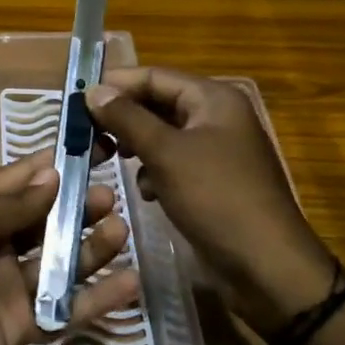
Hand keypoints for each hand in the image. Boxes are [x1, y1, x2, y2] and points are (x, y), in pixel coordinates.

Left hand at [0, 149, 140, 344]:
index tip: (92, 147)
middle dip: (77, 205)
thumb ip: (12, 206)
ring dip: (90, 245)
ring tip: (121, 229)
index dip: (54, 165)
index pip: (19, 180)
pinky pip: (65, 307)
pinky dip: (96, 297)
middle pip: (44, 219)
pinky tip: (129, 283)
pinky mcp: (23, 323)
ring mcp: (10, 284)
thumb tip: (52, 175)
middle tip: (112, 193)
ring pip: (59, 260)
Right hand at [86, 68, 333, 333]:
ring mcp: (216, 151)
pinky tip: (147, 192)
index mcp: (213, 99)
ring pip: (162, 135)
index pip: (153, 75)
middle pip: (157, 103)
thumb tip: (93, 91)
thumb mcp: (166, 153)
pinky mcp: (212, 182)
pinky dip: (154, 172)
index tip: (76, 99)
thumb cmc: (217, 199)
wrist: (268, 268)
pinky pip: (173, 163)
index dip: (115, 84)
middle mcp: (216, 117)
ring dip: (135, 146)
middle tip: (86, 134)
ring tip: (108, 160)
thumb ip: (127, 118)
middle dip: (122, 118)